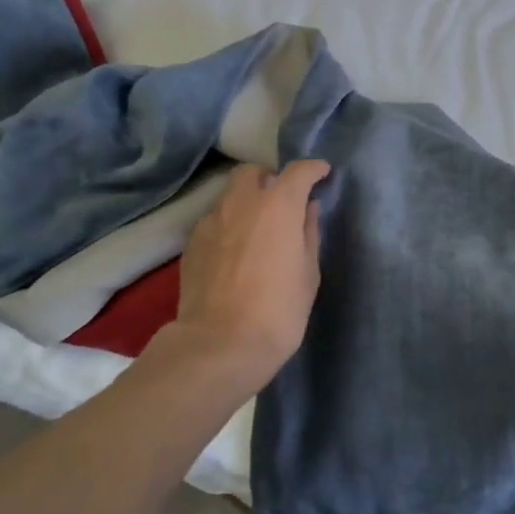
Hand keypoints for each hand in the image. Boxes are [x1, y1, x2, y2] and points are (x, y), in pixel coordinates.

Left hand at [167, 160, 328, 383]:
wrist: (220, 344)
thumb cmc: (278, 310)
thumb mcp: (308, 273)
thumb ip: (308, 233)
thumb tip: (307, 210)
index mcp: (278, 205)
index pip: (298, 171)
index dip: (313, 169)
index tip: (322, 174)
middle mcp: (242, 203)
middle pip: (253, 172)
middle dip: (269, 178)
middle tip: (283, 200)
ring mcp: (211, 221)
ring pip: (230, 195)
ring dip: (247, 201)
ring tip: (258, 228)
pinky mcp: (192, 243)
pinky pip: (215, 220)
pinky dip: (229, 224)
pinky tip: (236, 250)